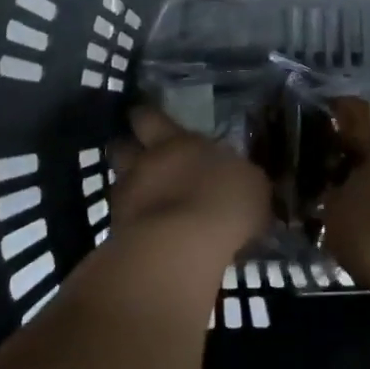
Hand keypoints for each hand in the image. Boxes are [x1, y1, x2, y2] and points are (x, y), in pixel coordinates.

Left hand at [106, 105, 271, 269]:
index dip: (148, 118)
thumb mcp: (252, 185)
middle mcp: (146, 163)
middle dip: (127, 146)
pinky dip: (131, 222)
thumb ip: (238, 177)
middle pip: (122, 145)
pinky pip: (122, 219)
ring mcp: (127, 197)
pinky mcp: (118, 232)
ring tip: (142, 197)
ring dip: (128, 186)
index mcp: (178, 142)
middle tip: (137, 152)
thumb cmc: (224, 204)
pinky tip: (146, 231)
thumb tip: (238, 180)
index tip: (146, 119)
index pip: (151, 118)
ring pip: (119, 182)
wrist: (181, 250)